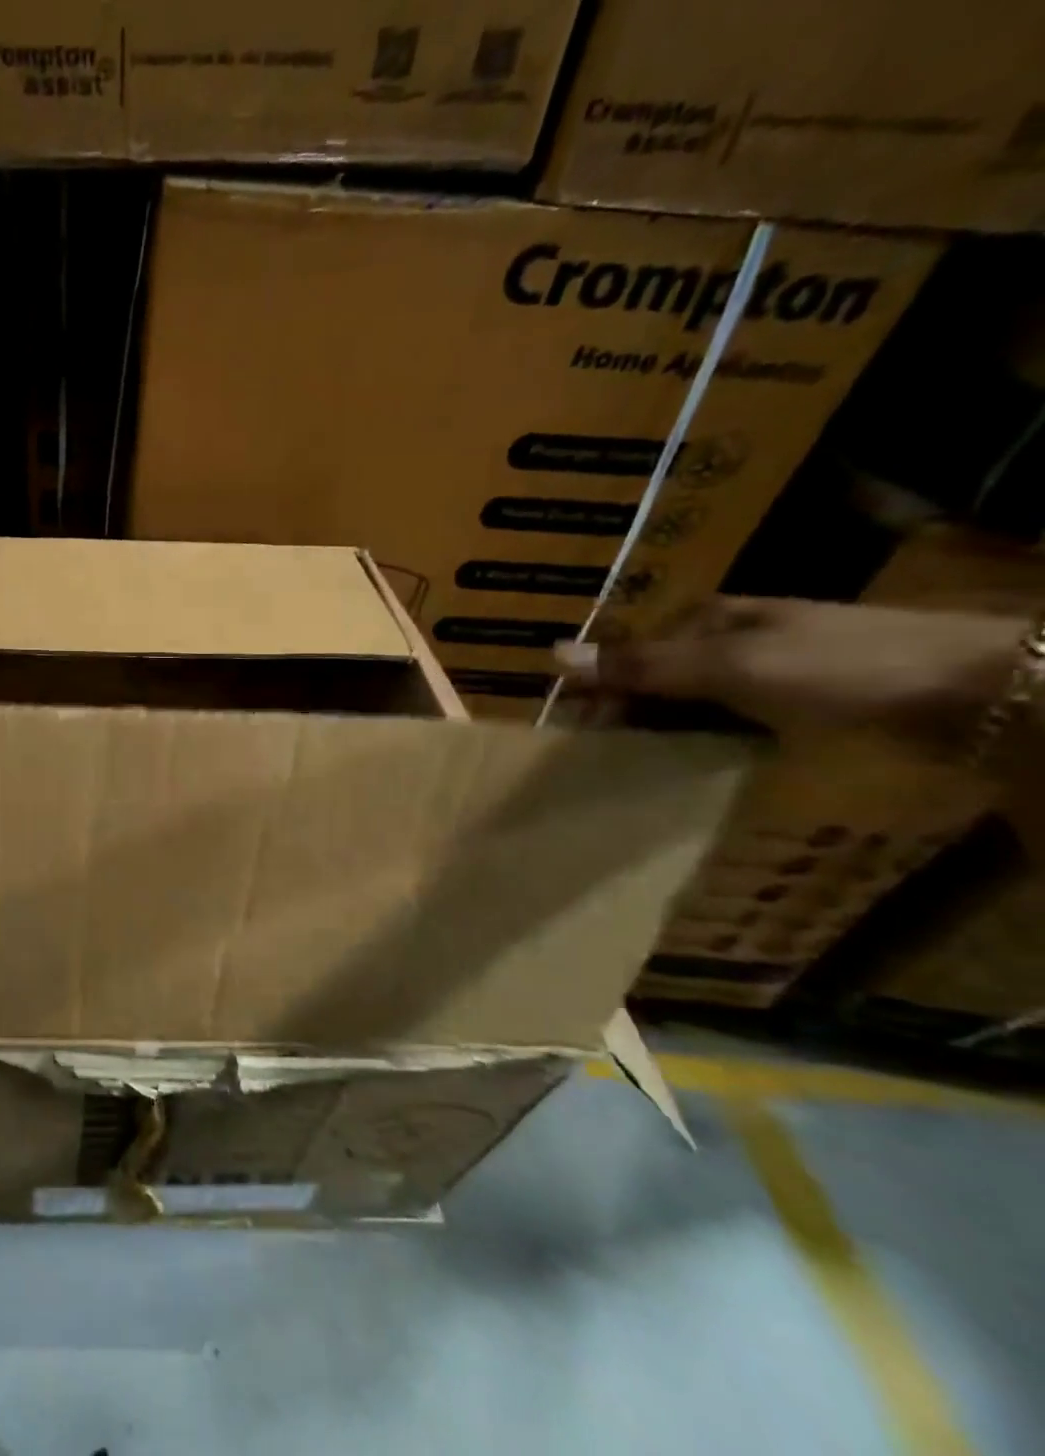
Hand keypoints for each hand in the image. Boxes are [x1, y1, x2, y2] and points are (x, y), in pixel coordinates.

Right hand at [554, 597, 1025, 747]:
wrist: (982, 693)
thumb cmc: (842, 667)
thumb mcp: (731, 664)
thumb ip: (642, 664)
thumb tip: (551, 654)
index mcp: (709, 618)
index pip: (627, 651)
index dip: (593, 684)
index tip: (566, 726)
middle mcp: (729, 641)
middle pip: (652, 678)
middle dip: (619, 710)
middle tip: (590, 756)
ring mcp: (764, 677)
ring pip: (684, 705)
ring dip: (655, 732)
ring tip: (624, 771)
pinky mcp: (794, 711)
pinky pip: (722, 728)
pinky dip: (697, 746)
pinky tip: (683, 768)